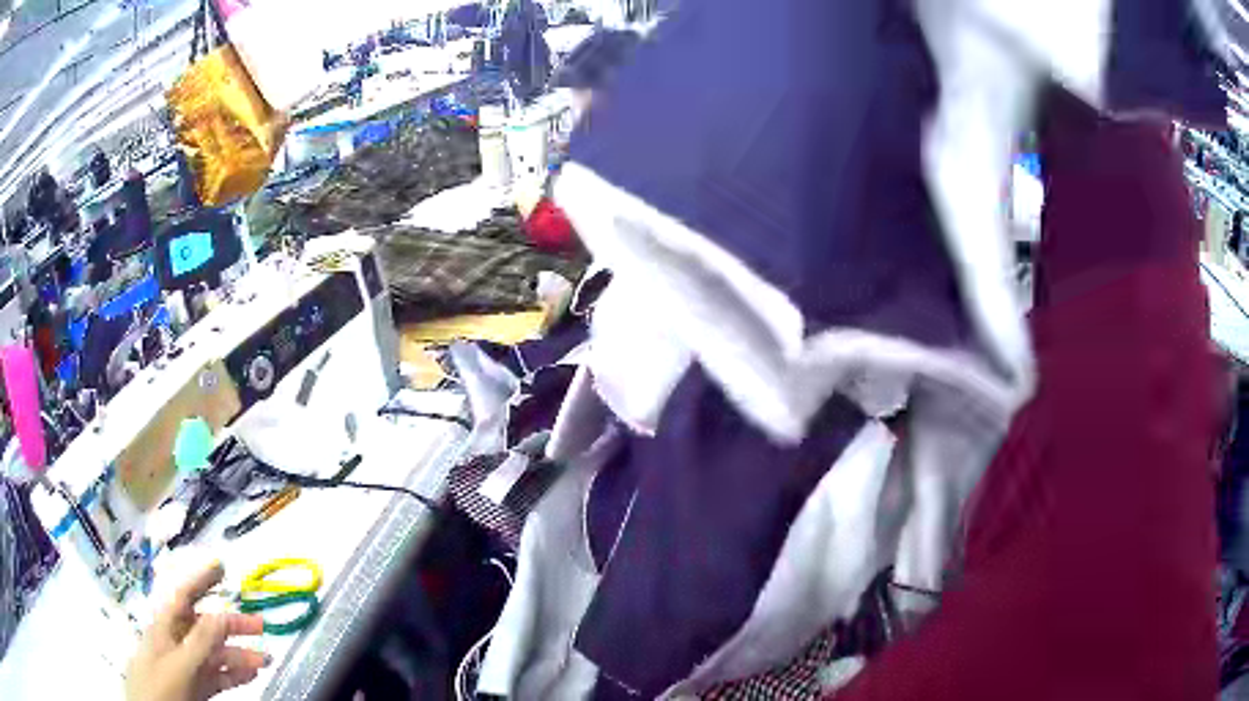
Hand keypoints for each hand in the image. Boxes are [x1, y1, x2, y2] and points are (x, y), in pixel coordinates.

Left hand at [125, 562, 269, 700]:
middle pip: (204, 626)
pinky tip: (250, 674)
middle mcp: (176, 642)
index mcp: (165, 627)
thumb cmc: (158, 685)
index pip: (184, 596)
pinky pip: (217, 675)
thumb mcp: (178, 664)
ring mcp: (186, 665)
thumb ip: (199, 641)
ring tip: (264, 659)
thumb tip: (221, 614)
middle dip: (231, 624)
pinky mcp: (194, 686)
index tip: (221, 567)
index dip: (201, 580)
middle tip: (260, 624)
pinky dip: (234, 674)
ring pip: (215, 654)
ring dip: (239, 654)